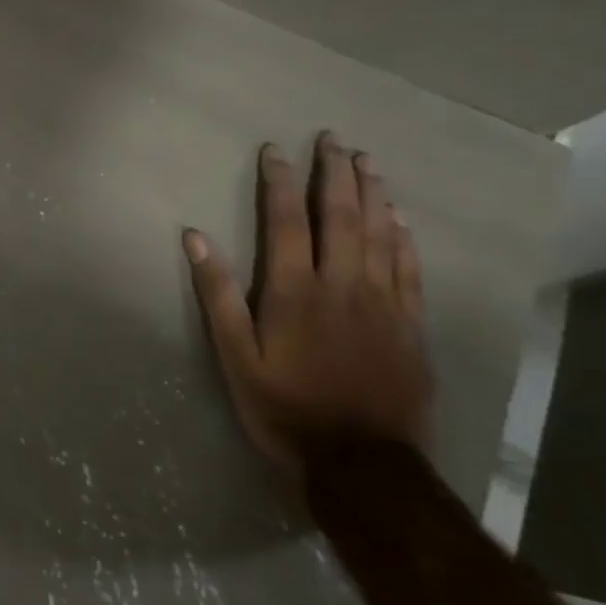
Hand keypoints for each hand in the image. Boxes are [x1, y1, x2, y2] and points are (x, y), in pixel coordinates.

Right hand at [184, 132, 432, 474]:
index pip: (286, 220)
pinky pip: (410, 269)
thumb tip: (195, 237)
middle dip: (335, 173)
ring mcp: (383, 304)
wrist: (362, 465)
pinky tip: (400, 218)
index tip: (275, 149)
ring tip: (367, 162)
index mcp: (295, 290)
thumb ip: (217, 294)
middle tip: (333, 139)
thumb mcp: (235, 357)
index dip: (280, 180)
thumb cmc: (285, 408)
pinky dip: (404, 238)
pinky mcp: (410, 326)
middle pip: (341, 216)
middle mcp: (343, 285)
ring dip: (373, 193)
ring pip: (380, 234)